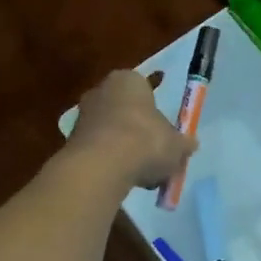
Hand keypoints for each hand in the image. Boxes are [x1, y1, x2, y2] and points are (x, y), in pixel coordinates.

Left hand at [65, 69, 196, 189]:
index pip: (144, 89)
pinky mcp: (71, 142)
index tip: (164, 133)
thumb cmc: (145, 142)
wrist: (101, 166)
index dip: (156, 112)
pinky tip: (122, 180)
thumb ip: (183, 143)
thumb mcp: (176, 145)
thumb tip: (189, 145)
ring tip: (141, 175)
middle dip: (139, 133)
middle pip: (126, 111)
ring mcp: (83, 116)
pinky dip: (110, 164)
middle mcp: (101, 91)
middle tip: (154, 156)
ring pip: (111, 133)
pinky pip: (99, 151)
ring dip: (124, 151)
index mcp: (127, 80)